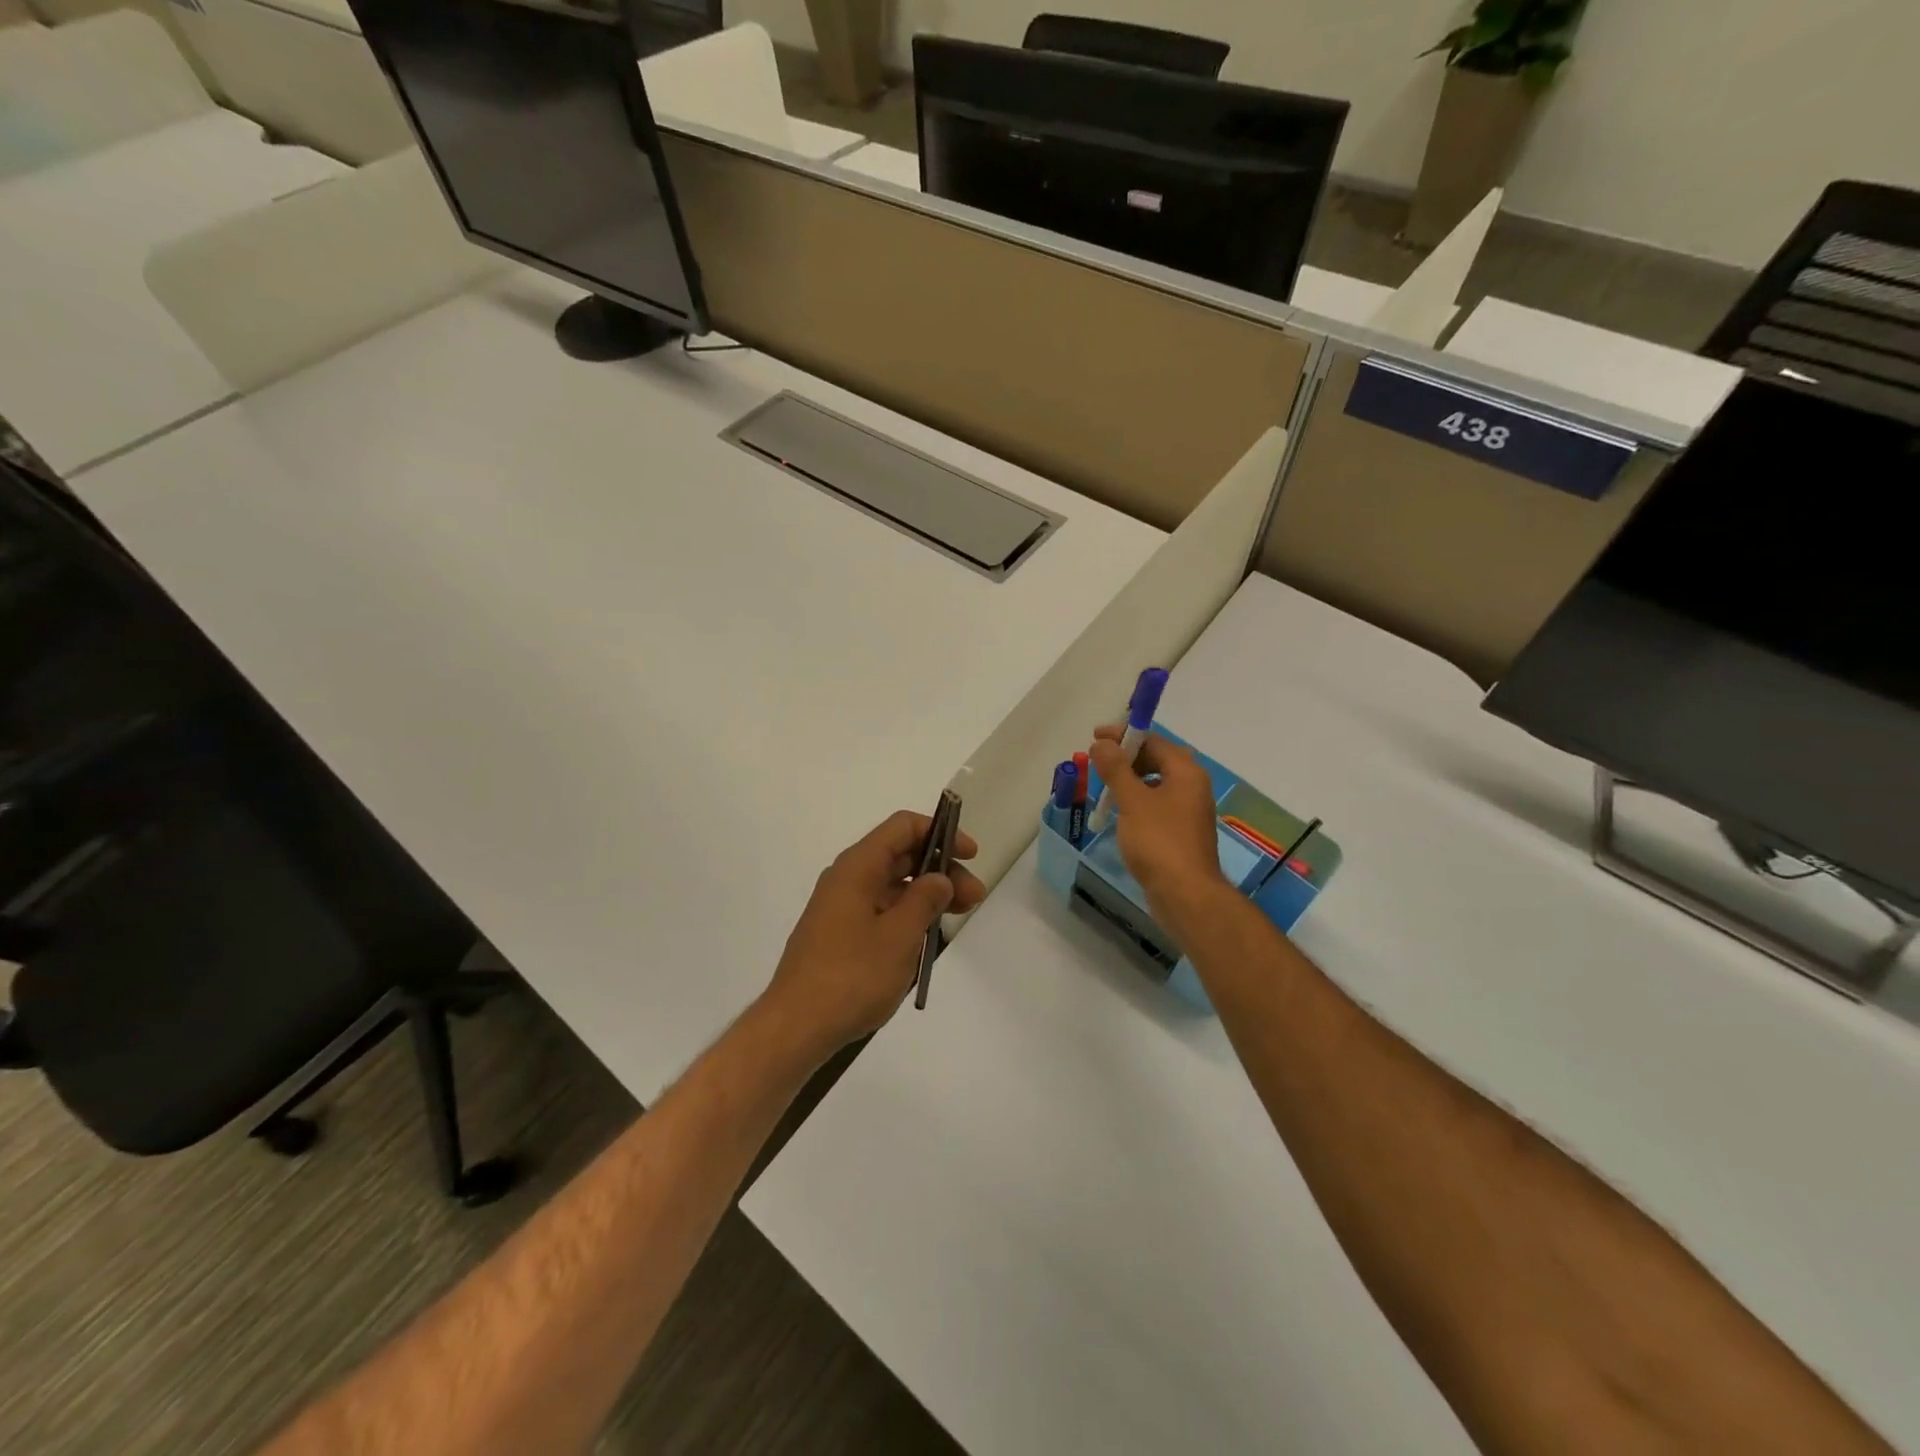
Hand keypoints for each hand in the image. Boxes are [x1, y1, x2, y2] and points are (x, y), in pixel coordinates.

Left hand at [760, 809, 986, 1059]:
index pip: (903, 827)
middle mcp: (846, 878)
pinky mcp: (839, 934)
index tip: (970, 856)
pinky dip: (907, 914)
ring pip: (892, 885)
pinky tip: (926, 936)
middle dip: (941, 869)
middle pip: (900, 856)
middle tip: (975, 897)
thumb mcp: (900, 936)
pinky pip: (880, 909)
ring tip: (958, 916)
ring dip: (927, 894)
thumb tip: (939, 878)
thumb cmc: (852, 976)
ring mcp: (840, 907)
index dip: (940, 832)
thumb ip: (925, 900)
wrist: (796, 1027)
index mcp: (858, 867)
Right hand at [1089, 727, 1228, 929]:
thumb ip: (1116, 769)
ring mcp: (1187, 811)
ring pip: (1155, 784)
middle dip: (1125, 757)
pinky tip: (1118, 812)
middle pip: (1156, 760)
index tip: (1095, 737)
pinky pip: (1156, 805)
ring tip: (1102, 786)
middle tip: (1096, 761)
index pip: (1153, 741)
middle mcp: (1191, 787)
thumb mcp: (1133, 801)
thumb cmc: (1159, 842)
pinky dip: (1136, 801)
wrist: (1185, 895)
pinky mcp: (1180, 833)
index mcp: (1186, 773)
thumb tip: (1101, 743)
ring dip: (1129, 780)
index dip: (1124, 735)